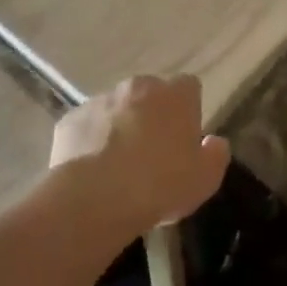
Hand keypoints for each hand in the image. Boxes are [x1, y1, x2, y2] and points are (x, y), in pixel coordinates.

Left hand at [51, 75, 229, 233]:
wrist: (96, 198)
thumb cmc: (161, 184)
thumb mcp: (206, 179)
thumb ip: (216, 154)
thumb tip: (213, 142)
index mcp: (176, 95)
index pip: (189, 87)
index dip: (188, 110)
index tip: (185, 137)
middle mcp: (138, 87)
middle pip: (150, 93)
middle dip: (152, 114)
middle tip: (152, 151)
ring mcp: (100, 100)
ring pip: (116, 108)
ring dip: (120, 126)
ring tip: (118, 165)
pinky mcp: (70, 120)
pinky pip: (86, 127)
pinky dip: (90, 141)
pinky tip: (92, 170)